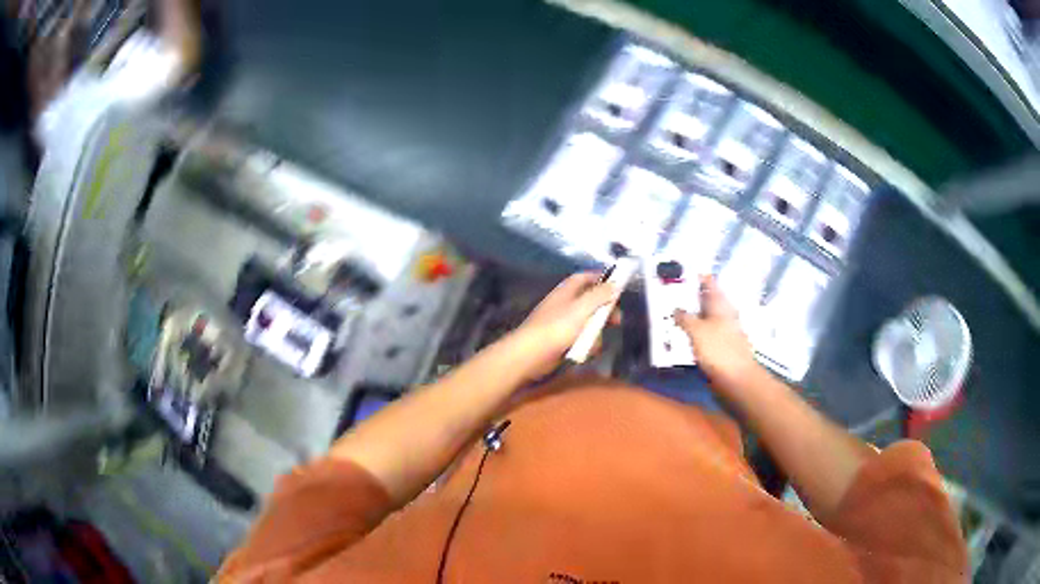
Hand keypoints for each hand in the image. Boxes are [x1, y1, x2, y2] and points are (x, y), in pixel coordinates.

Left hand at [506, 272, 620, 381]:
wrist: (531, 355)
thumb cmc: (557, 328)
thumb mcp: (582, 308)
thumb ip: (599, 295)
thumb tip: (615, 284)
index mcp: (566, 292)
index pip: (584, 278)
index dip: (600, 278)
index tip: (617, 285)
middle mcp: (564, 305)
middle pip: (589, 302)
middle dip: (604, 311)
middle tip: (617, 319)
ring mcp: (562, 324)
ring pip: (587, 324)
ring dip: (595, 332)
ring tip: (596, 341)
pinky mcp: (561, 342)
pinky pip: (580, 340)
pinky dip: (586, 345)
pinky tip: (588, 352)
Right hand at [675, 275, 759, 389]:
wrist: (737, 379)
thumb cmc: (718, 350)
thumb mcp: (697, 331)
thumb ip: (685, 318)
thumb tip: (676, 309)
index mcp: (721, 304)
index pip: (709, 283)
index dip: (695, 276)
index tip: (679, 274)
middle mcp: (724, 314)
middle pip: (706, 300)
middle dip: (690, 297)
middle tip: (669, 296)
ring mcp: (724, 331)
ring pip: (705, 318)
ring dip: (691, 317)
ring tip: (671, 316)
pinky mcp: (721, 347)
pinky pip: (705, 334)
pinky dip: (694, 333)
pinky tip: (683, 337)